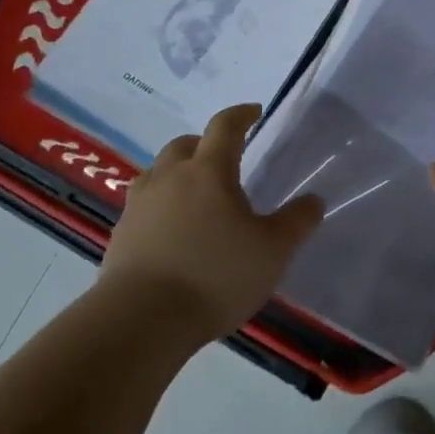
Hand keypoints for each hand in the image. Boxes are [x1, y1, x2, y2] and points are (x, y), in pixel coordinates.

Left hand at [101, 104, 324, 342]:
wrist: (140, 321)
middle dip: (205, 144)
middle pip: (184, 145)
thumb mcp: (272, 252)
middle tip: (224, 160)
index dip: (241, 115)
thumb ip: (296, 223)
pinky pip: (143, 206)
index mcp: (208, 171)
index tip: (254, 112)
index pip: (224, 127)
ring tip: (196, 196)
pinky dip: (161, 206)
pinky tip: (172, 233)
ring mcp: (139, 206)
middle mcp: (169, 178)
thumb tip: (314, 200)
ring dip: (178, 174)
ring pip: (158, 173)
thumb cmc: (215, 276)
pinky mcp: (120, 236)